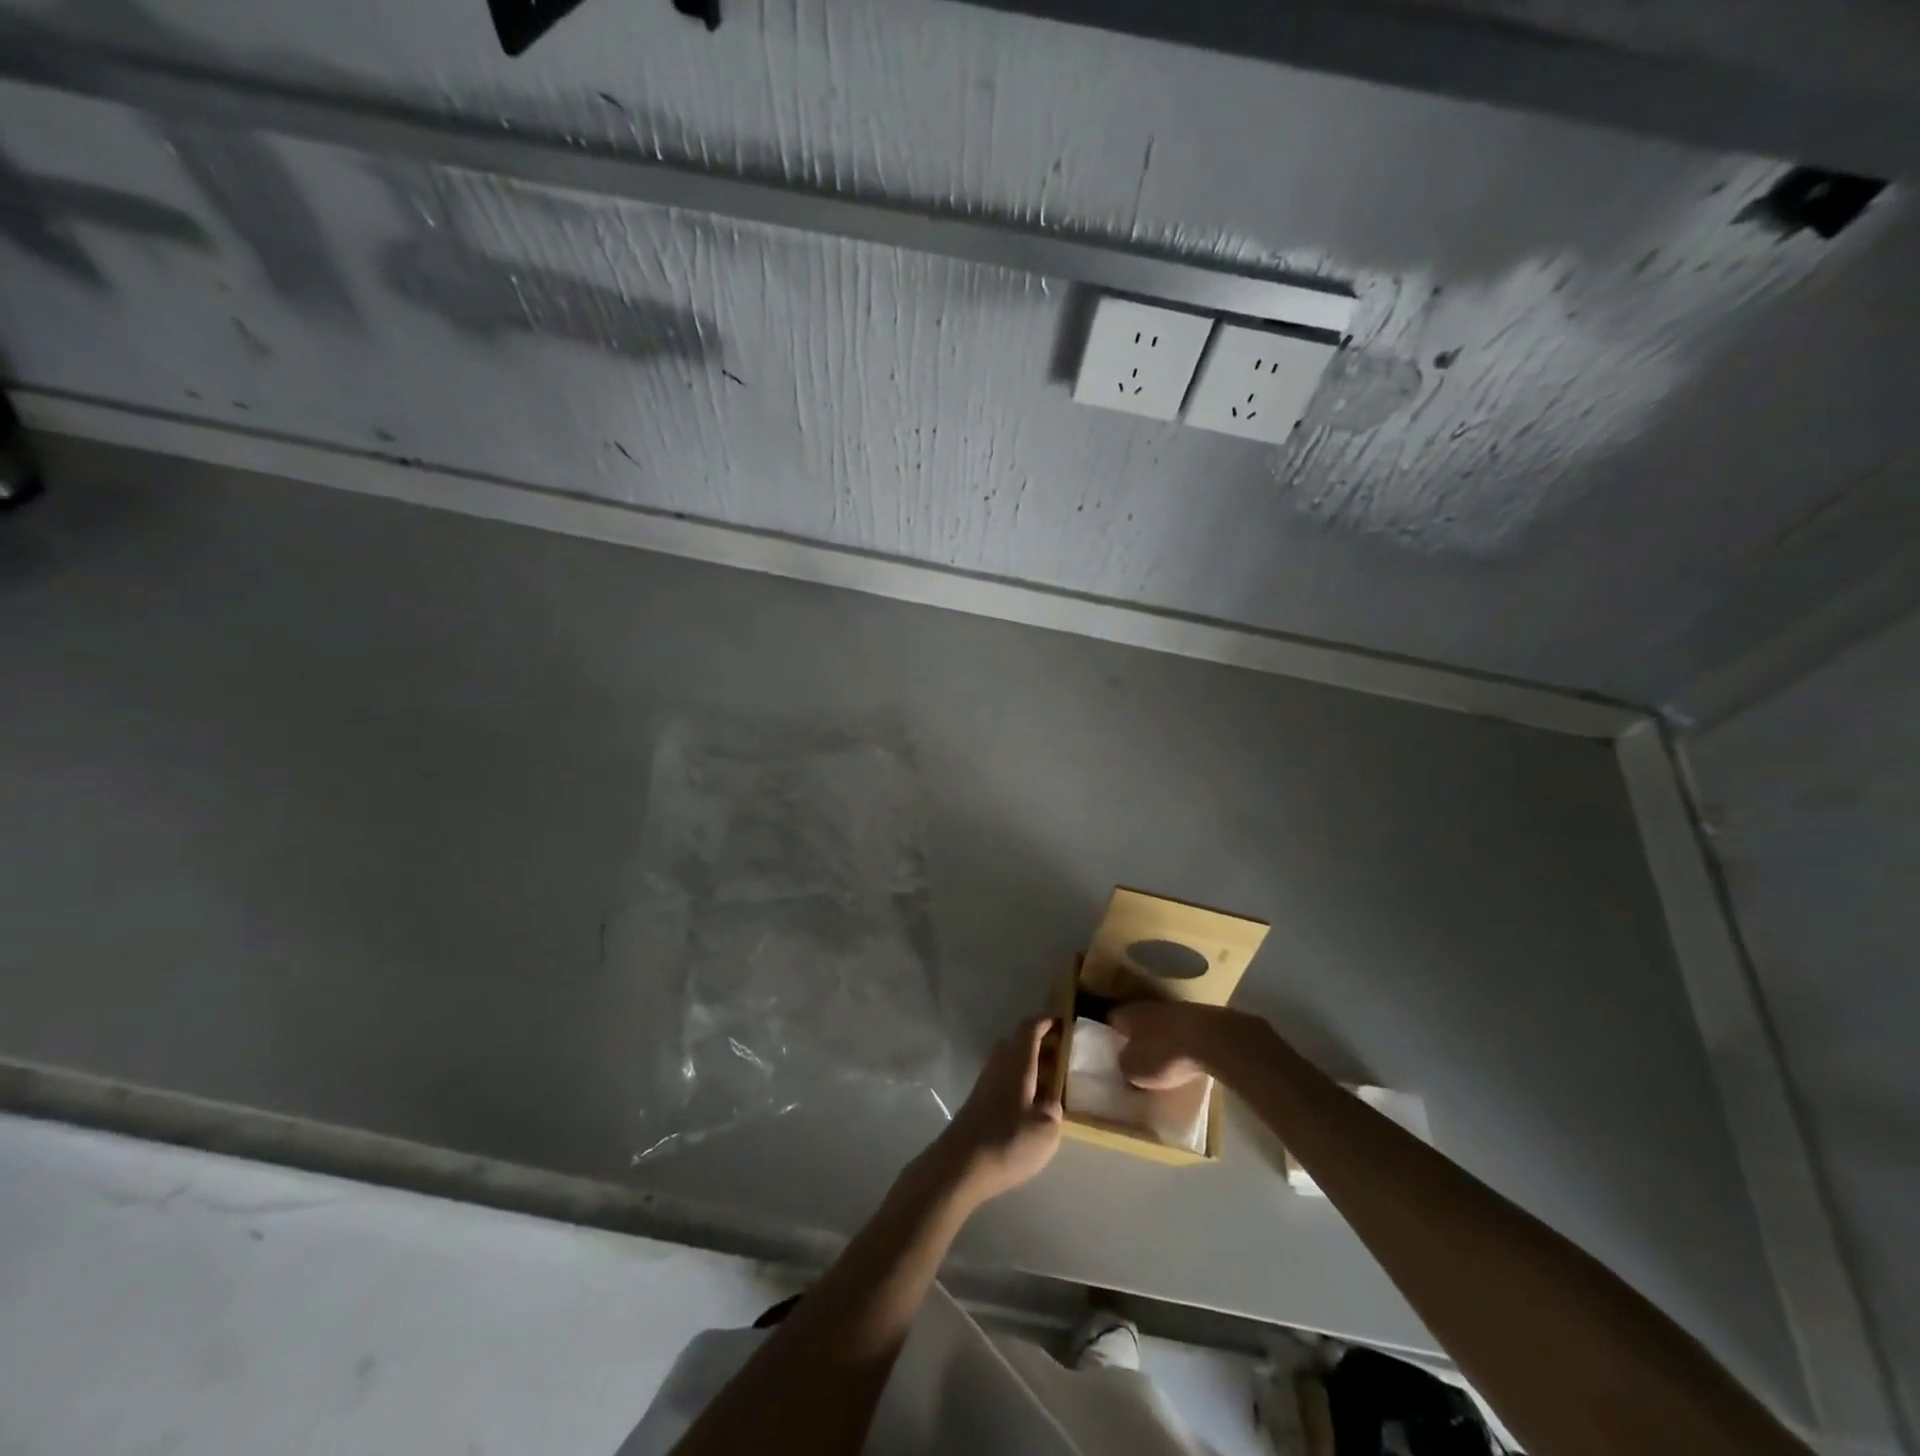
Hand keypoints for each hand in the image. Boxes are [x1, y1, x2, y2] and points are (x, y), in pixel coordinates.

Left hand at [935, 1016, 1063, 1206]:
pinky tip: (1030, 1103)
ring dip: (1029, 1064)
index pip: (1030, 1028)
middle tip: (1062, 1056)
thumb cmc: (1008, 1141)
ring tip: (1051, 1082)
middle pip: (1018, 1042)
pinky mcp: (978, 1100)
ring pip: (1010, 1060)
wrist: (960, 1165)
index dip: (1046, 1022)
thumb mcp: (1046, 1129)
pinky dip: (1019, 1080)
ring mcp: (985, 1082)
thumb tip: (1051, 1097)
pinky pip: (1003, 1077)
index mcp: (1018, 1063)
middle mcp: (999, 1064)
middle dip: (1040, 1043)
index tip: (1063, 1023)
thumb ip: (1053, 1106)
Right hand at [1109, 1000, 1247, 1089]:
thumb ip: (1124, 1065)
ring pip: (1161, 1026)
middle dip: (1136, 1038)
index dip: (1109, 1035)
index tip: (1110, 1051)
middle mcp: (1149, 1006)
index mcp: (1129, 1014)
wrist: (1211, 1040)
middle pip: (1138, 1022)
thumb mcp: (1134, 1070)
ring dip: (1160, 1040)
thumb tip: (1123, 1063)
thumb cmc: (1164, 1054)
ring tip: (1161, 1061)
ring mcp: (1177, 1010)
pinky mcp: (1200, 1019)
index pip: (1112, 1020)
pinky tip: (1184, 1059)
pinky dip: (1181, 1045)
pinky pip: (1182, 1033)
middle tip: (1135, 1058)